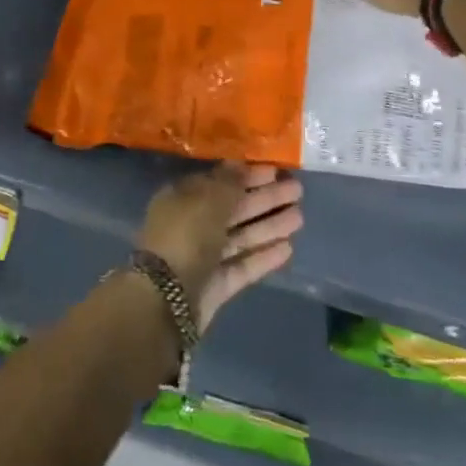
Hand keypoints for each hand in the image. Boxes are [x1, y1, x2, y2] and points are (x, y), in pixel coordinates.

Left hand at [137, 163, 303, 330]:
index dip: (247, 175)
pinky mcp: (216, 285)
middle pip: (234, 208)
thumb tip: (241, 163)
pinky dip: (263, 256)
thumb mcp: (207, 200)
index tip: (275, 170)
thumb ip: (229, 183)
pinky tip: (288, 248)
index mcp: (183, 198)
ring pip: (241, 236)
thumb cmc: (185, 237)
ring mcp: (204, 256)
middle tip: (297, 190)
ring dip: (269, 226)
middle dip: (265, 199)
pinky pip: (243, 265)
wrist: (166, 301)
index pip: (220, 181)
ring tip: (299, 217)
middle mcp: (192, 224)